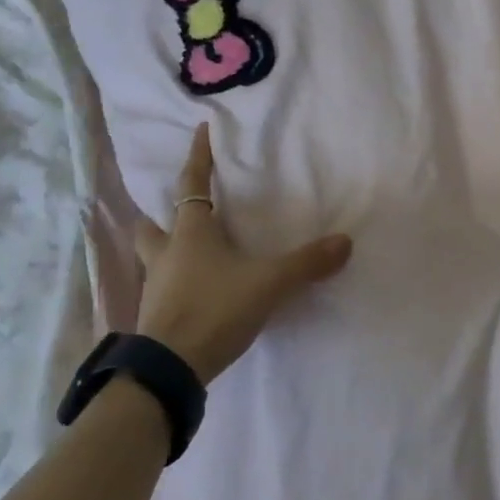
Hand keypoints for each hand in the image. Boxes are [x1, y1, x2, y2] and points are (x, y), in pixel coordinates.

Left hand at [135, 124, 353, 383]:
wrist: (168, 369)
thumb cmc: (214, 309)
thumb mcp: (268, 283)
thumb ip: (306, 264)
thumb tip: (345, 242)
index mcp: (190, 233)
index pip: (192, 183)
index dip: (198, 156)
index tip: (200, 130)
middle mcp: (166, 254)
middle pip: (153, 224)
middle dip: (162, 215)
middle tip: (179, 212)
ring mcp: (155, 286)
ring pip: (153, 257)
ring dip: (164, 249)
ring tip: (186, 253)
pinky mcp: (154, 317)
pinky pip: (161, 288)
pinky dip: (174, 283)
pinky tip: (193, 293)